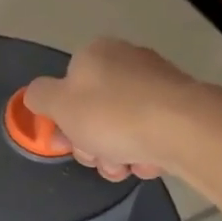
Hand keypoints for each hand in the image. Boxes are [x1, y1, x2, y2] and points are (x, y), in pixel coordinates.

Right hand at [22, 38, 199, 181]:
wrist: (184, 128)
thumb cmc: (112, 114)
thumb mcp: (59, 104)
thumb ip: (39, 96)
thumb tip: (37, 94)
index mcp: (95, 54)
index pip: (67, 86)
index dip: (63, 119)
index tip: (67, 142)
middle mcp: (127, 60)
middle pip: (94, 110)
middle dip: (92, 142)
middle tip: (98, 158)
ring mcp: (158, 83)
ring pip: (122, 126)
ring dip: (117, 152)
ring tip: (125, 166)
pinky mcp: (183, 107)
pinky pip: (152, 132)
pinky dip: (145, 150)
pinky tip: (148, 162)